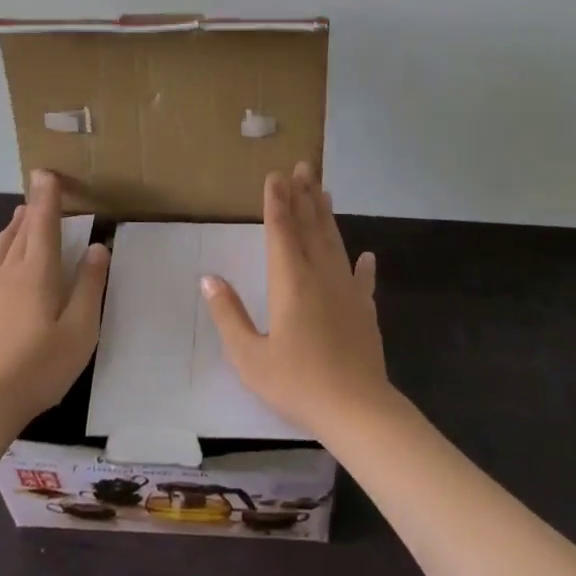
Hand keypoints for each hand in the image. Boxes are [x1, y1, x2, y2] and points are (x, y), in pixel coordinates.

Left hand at [0, 170, 109, 431]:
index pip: (44, 224)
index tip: (46, 172)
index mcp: (37, 273)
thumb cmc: (39, 367)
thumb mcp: (80, 330)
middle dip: (31, 208)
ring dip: (9, 230)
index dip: (47, 197)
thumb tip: (96, 247)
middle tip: (38, 188)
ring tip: (17, 216)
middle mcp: (9, 274)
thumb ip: (89, 286)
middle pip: (21, 233)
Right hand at [200, 162, 390, 438]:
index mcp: (290, 281)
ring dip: (327, 216)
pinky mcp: (364, 310)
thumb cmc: (297, 383)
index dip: (277, 201)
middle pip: (311, 227)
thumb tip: (208, 278)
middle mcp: (320, 276)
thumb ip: (228, 314)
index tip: (275, 175)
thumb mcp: (250, 356)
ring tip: (324, 190)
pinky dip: (363, 266)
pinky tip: (367, 254)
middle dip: (304, 195)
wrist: (357, 410)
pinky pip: (362, 280)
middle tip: (303, 166)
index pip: (281, 231)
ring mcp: (346, 291)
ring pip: (335, 243)